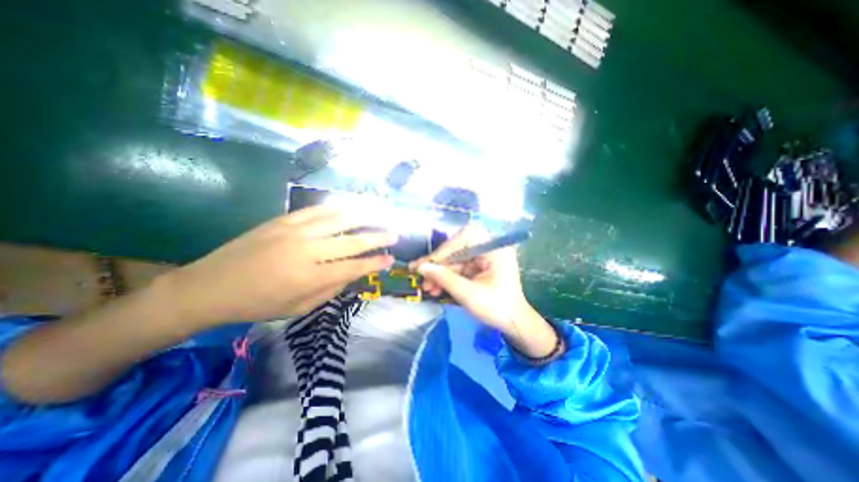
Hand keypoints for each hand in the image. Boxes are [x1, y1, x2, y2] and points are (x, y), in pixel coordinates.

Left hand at [162, 205, 396, 325]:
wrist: (209, 286)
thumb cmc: (257, 304)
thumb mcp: (298, 309)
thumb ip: (330, 290)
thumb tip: (351, 275)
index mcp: (310, 277)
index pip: (354, 268)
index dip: (375, 264)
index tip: (390, 260)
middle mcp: (307, 251)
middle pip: (352, 241)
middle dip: (377, 238)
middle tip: (394, 235)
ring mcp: (295, 231)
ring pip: (338, 219)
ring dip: (363, 217)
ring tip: (379, 215)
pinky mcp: (283, 220)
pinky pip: (317, 210)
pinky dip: (337, 209)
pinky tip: (350, 208)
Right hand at [409, 227, 557, 356]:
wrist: (514, 324)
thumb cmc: (497, 308)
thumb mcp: (469, 294)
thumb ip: (444, 278)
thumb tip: (421, 267)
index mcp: (495, 248)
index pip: (465, 238)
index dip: (444, 250)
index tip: (427, 264)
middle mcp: (490, 248)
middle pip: (458, 248)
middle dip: (439, 264)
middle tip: (421, 275)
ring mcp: (484, 257)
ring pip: (455, 259)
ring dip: (440, 273)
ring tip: (427, 287)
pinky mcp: (479, 267)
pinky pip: (458, 268)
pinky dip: (447, 278)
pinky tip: (435, 288)